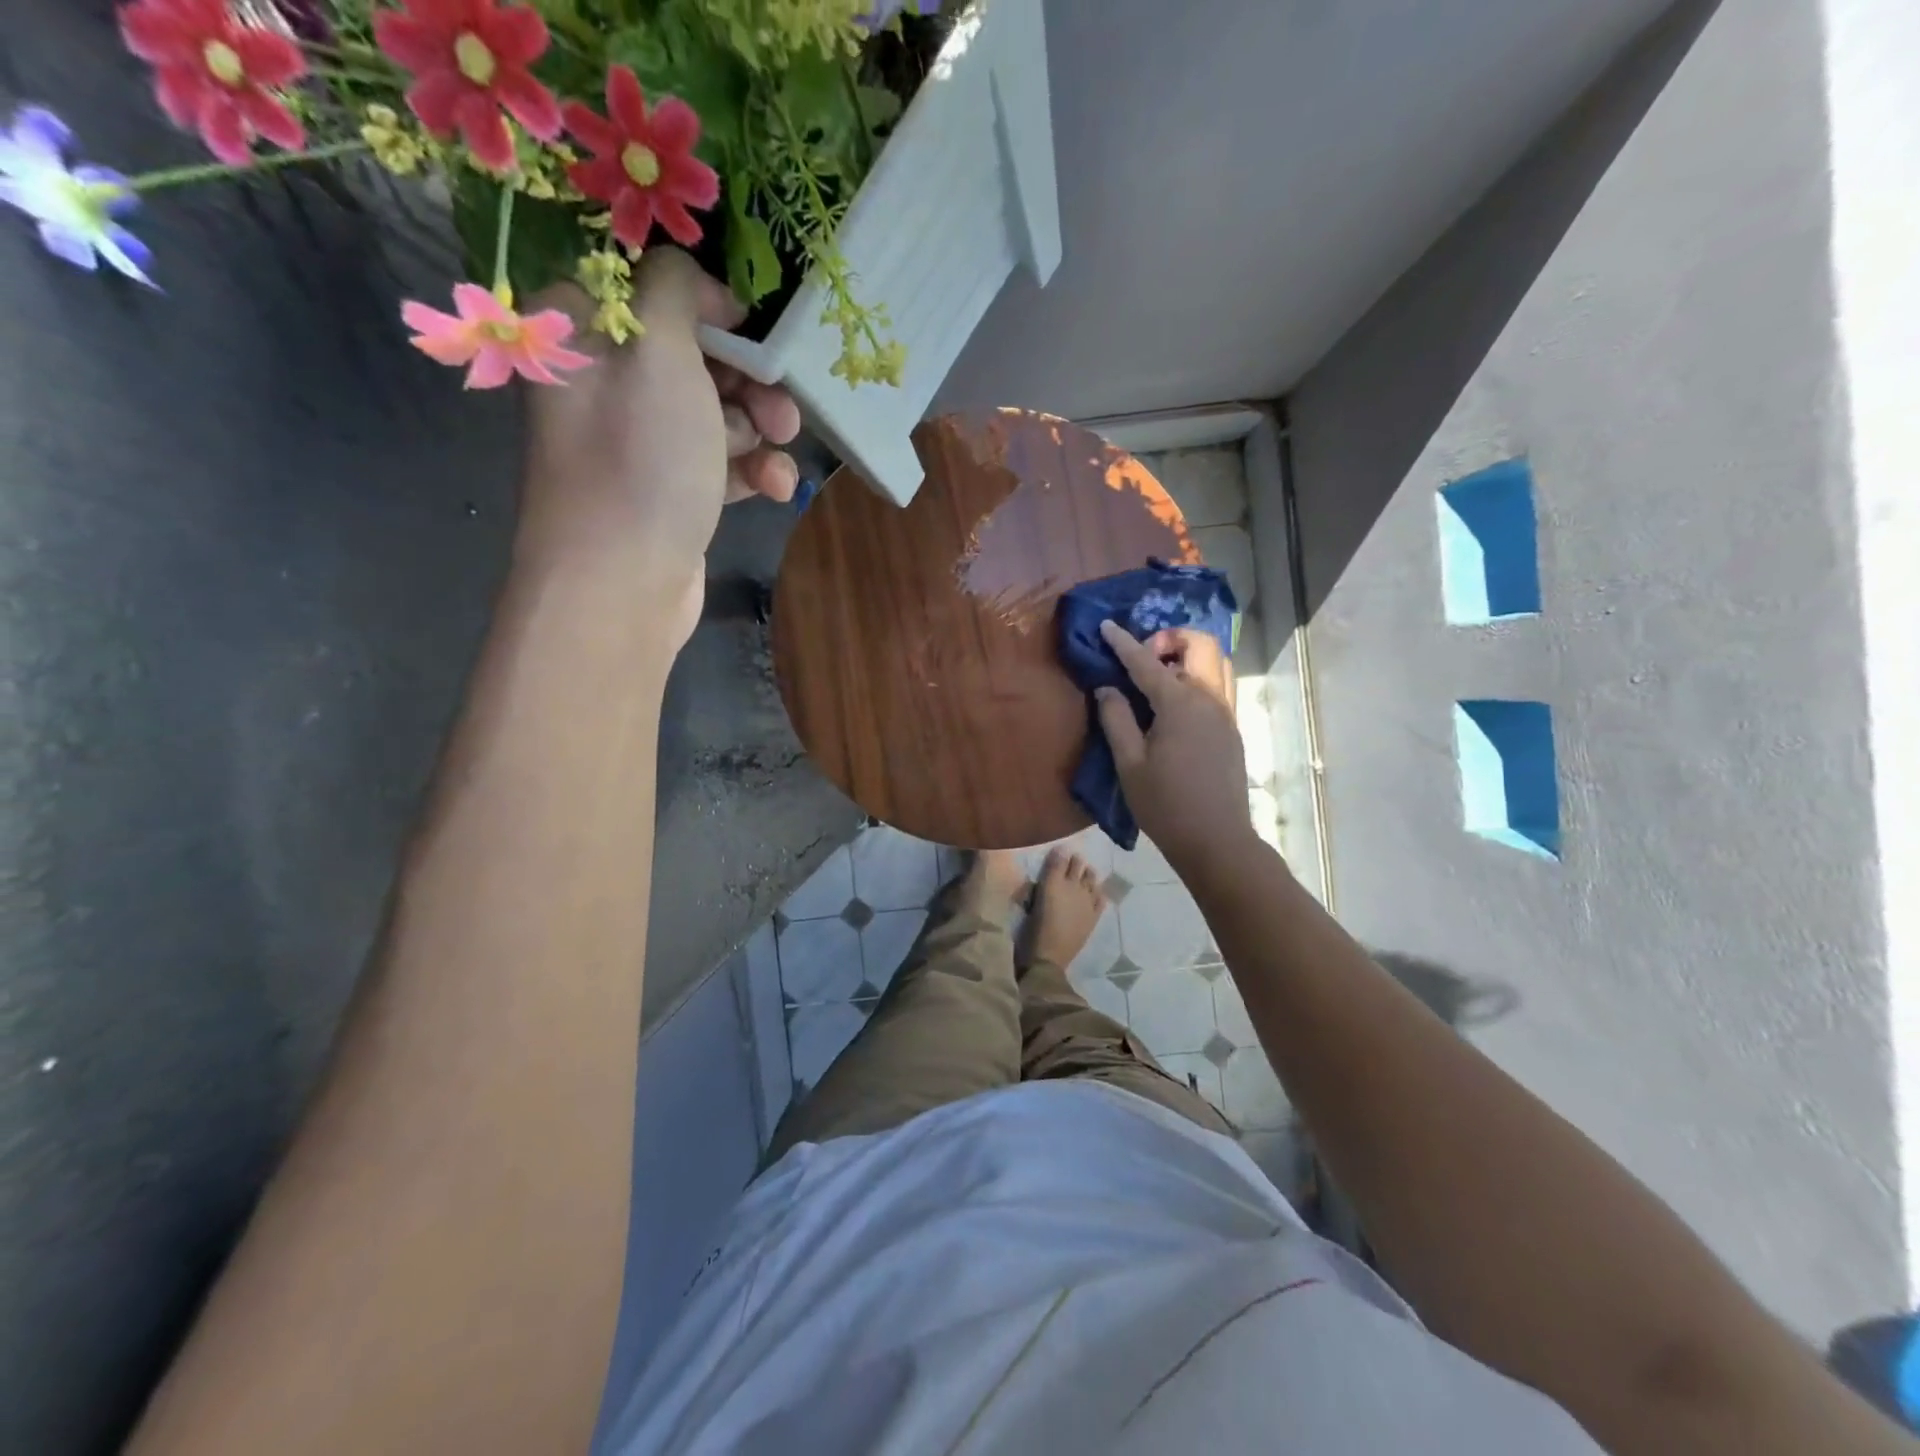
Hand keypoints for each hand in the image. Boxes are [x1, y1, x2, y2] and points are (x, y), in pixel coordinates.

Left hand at [517, 248, 801, 646]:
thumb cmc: (639, 460)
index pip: (654, 291)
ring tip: (780, 450)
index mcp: (584, 334)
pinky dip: (752, 471)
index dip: (711, 308)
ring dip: (759, 430)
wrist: (622, 585)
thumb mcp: (659, 352)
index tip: (753, 332)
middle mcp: (608, 383)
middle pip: (696, 357)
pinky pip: (721, 463)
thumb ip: (677, 290)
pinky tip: (776, 490)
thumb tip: (698, 285)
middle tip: (780, 406)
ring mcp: (640, 443)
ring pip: (718, 413)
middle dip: (749, 380)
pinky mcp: (671, 491)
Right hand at [1095, 621, 1256, 874]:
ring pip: (1216, 661)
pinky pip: (1219, 683)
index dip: (1123, 642)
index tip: (1106, 627)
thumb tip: (1107, 688)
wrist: (1215, 839)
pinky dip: (1198, 674)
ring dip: (1188, 655)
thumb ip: (1116, 719)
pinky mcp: (1231, 729)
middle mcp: (1209, 699)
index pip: (1146, 662)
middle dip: (1170, 638)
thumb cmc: (1165, 805)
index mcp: (1180, 704)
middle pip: (1200, 644)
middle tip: (1144, 657)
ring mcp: (1225, 713)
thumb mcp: (1129, 764)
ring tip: (1160, 675)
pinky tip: (1175, 701)